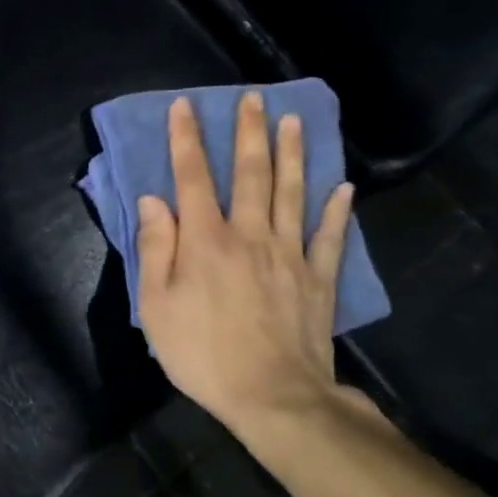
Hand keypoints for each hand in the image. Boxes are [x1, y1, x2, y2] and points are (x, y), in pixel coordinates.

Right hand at [135, 93, 357, 453]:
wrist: (273, 397)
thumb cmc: (203, 352)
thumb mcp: (156, 306)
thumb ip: (155, 248)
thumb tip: (154, 201)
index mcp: (206, 240)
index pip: (193, 177)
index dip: (187, 139)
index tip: (185, 106)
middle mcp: (249, 235)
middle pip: (250, 174)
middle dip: (249, 133)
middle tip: (253, 99)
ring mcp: (289, 255)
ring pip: (292, 194)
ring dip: (292, 155)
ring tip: (293, 121)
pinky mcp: (318, 279)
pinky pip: (329, 237)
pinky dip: (336, 211)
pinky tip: (343, 188)